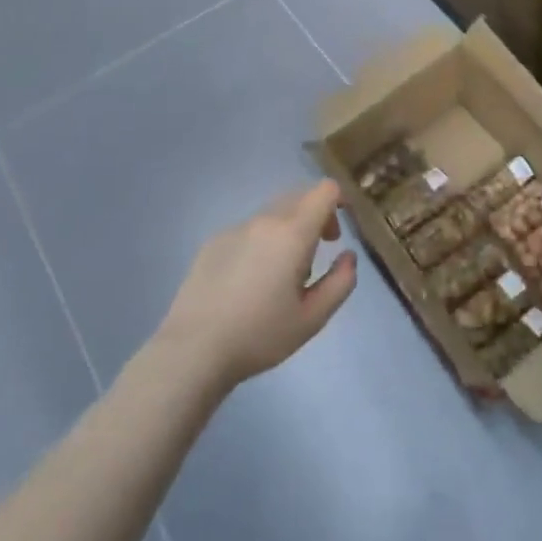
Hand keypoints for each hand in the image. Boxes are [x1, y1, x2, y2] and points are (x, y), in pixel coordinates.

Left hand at [156, 179, 357, 387]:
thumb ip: (340, 282)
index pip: (324, 191)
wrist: (193, 349)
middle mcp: (264, 220)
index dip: (339, 203)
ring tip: (282, 272)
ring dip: (288, 228)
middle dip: (316, 215)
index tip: (338, 234)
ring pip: (272, 212)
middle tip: (317, 252)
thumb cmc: (260, 335)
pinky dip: (261, 240)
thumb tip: (348, 256)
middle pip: (299, 195)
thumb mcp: (313, 318)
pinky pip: (248, 229)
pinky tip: (249, 280)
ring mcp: (235, 228)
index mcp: (292, 233)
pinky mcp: (213, 241)